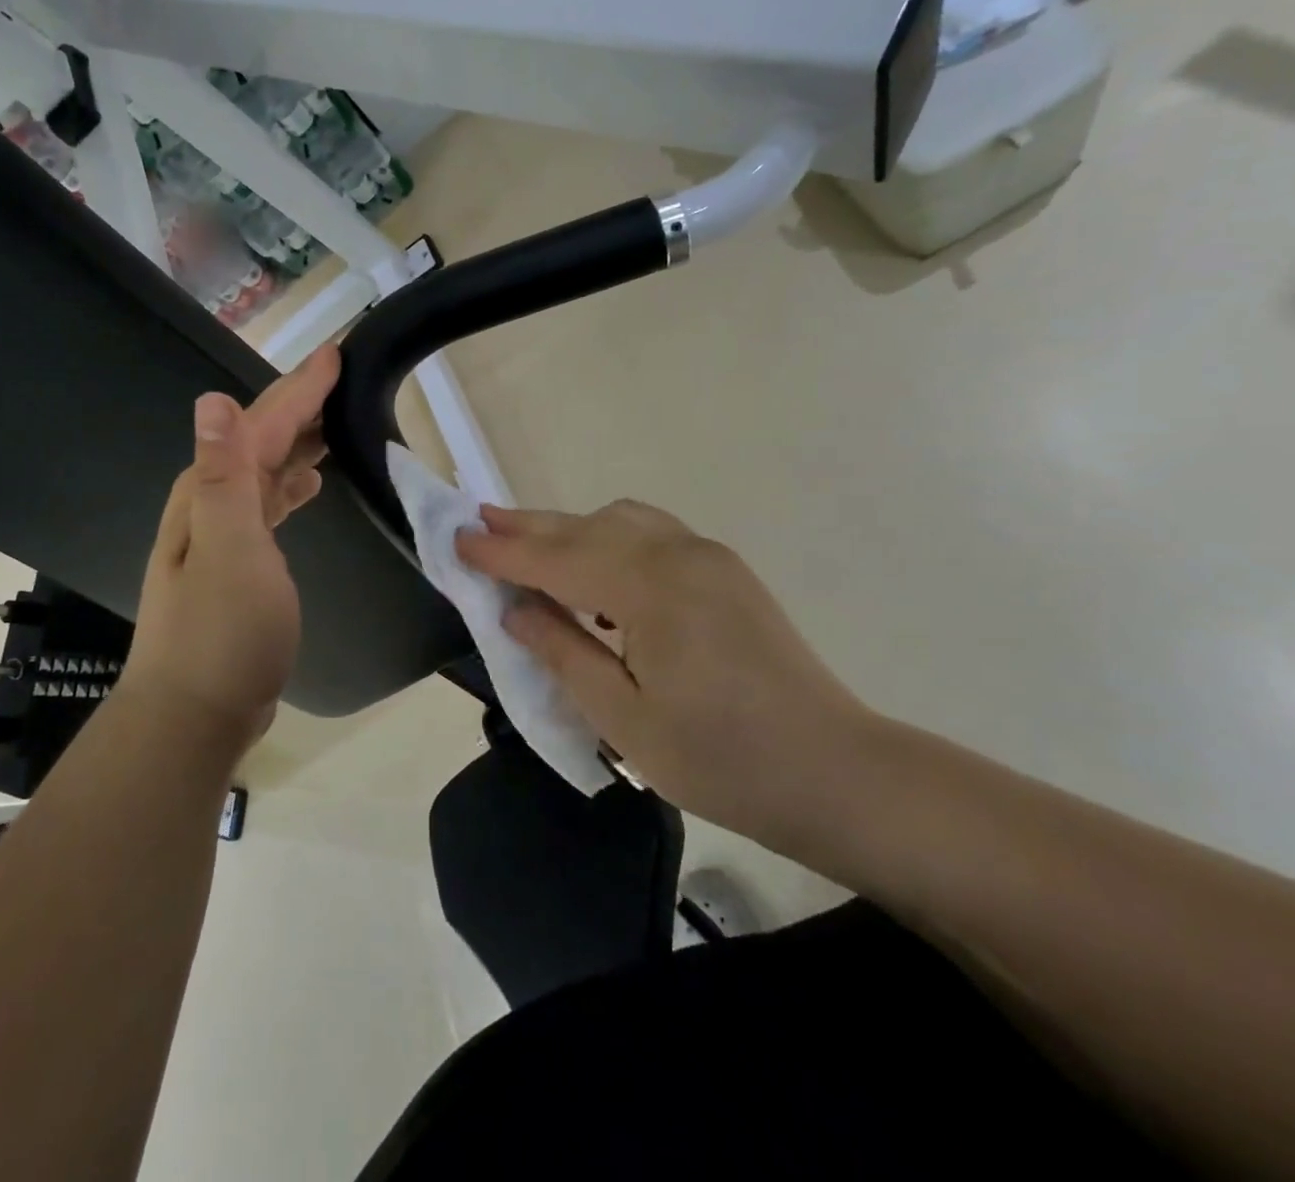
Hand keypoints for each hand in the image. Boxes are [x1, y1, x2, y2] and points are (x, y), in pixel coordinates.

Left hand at [118, 346, 339, 759]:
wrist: (195, 715)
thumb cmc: (220, 633)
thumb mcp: (229, 549)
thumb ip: (225, 475)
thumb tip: (212, 401)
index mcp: (211, 492)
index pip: (260, 424)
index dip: (299, 388)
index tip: (337, 354)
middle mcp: (211, 505)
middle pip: (259, 440)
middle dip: (299, 405)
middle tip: (340, 378)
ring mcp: (222, 537)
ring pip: (265, 471)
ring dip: (297, 443)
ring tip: (332, 425)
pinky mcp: (238, 566)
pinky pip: (268, 505)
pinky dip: (290, 486)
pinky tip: (309, 486)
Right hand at [458, 500, 873, 848]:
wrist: (837, 773)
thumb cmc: (722, 760)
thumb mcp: (624, 719)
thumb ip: (563, 652)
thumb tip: (516, 609)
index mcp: (649, 589)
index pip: (557, 559)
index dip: (503, 552)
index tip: (457, 538)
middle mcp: (678, 554)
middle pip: (585, 528)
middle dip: (528, 527)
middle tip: (479, 523)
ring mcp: (708, 557)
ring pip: (620, 522)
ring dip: (569, 529)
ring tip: (527, 543)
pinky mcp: (725, 571)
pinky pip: (650, 534)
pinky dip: (608, 538)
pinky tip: (595, 570)